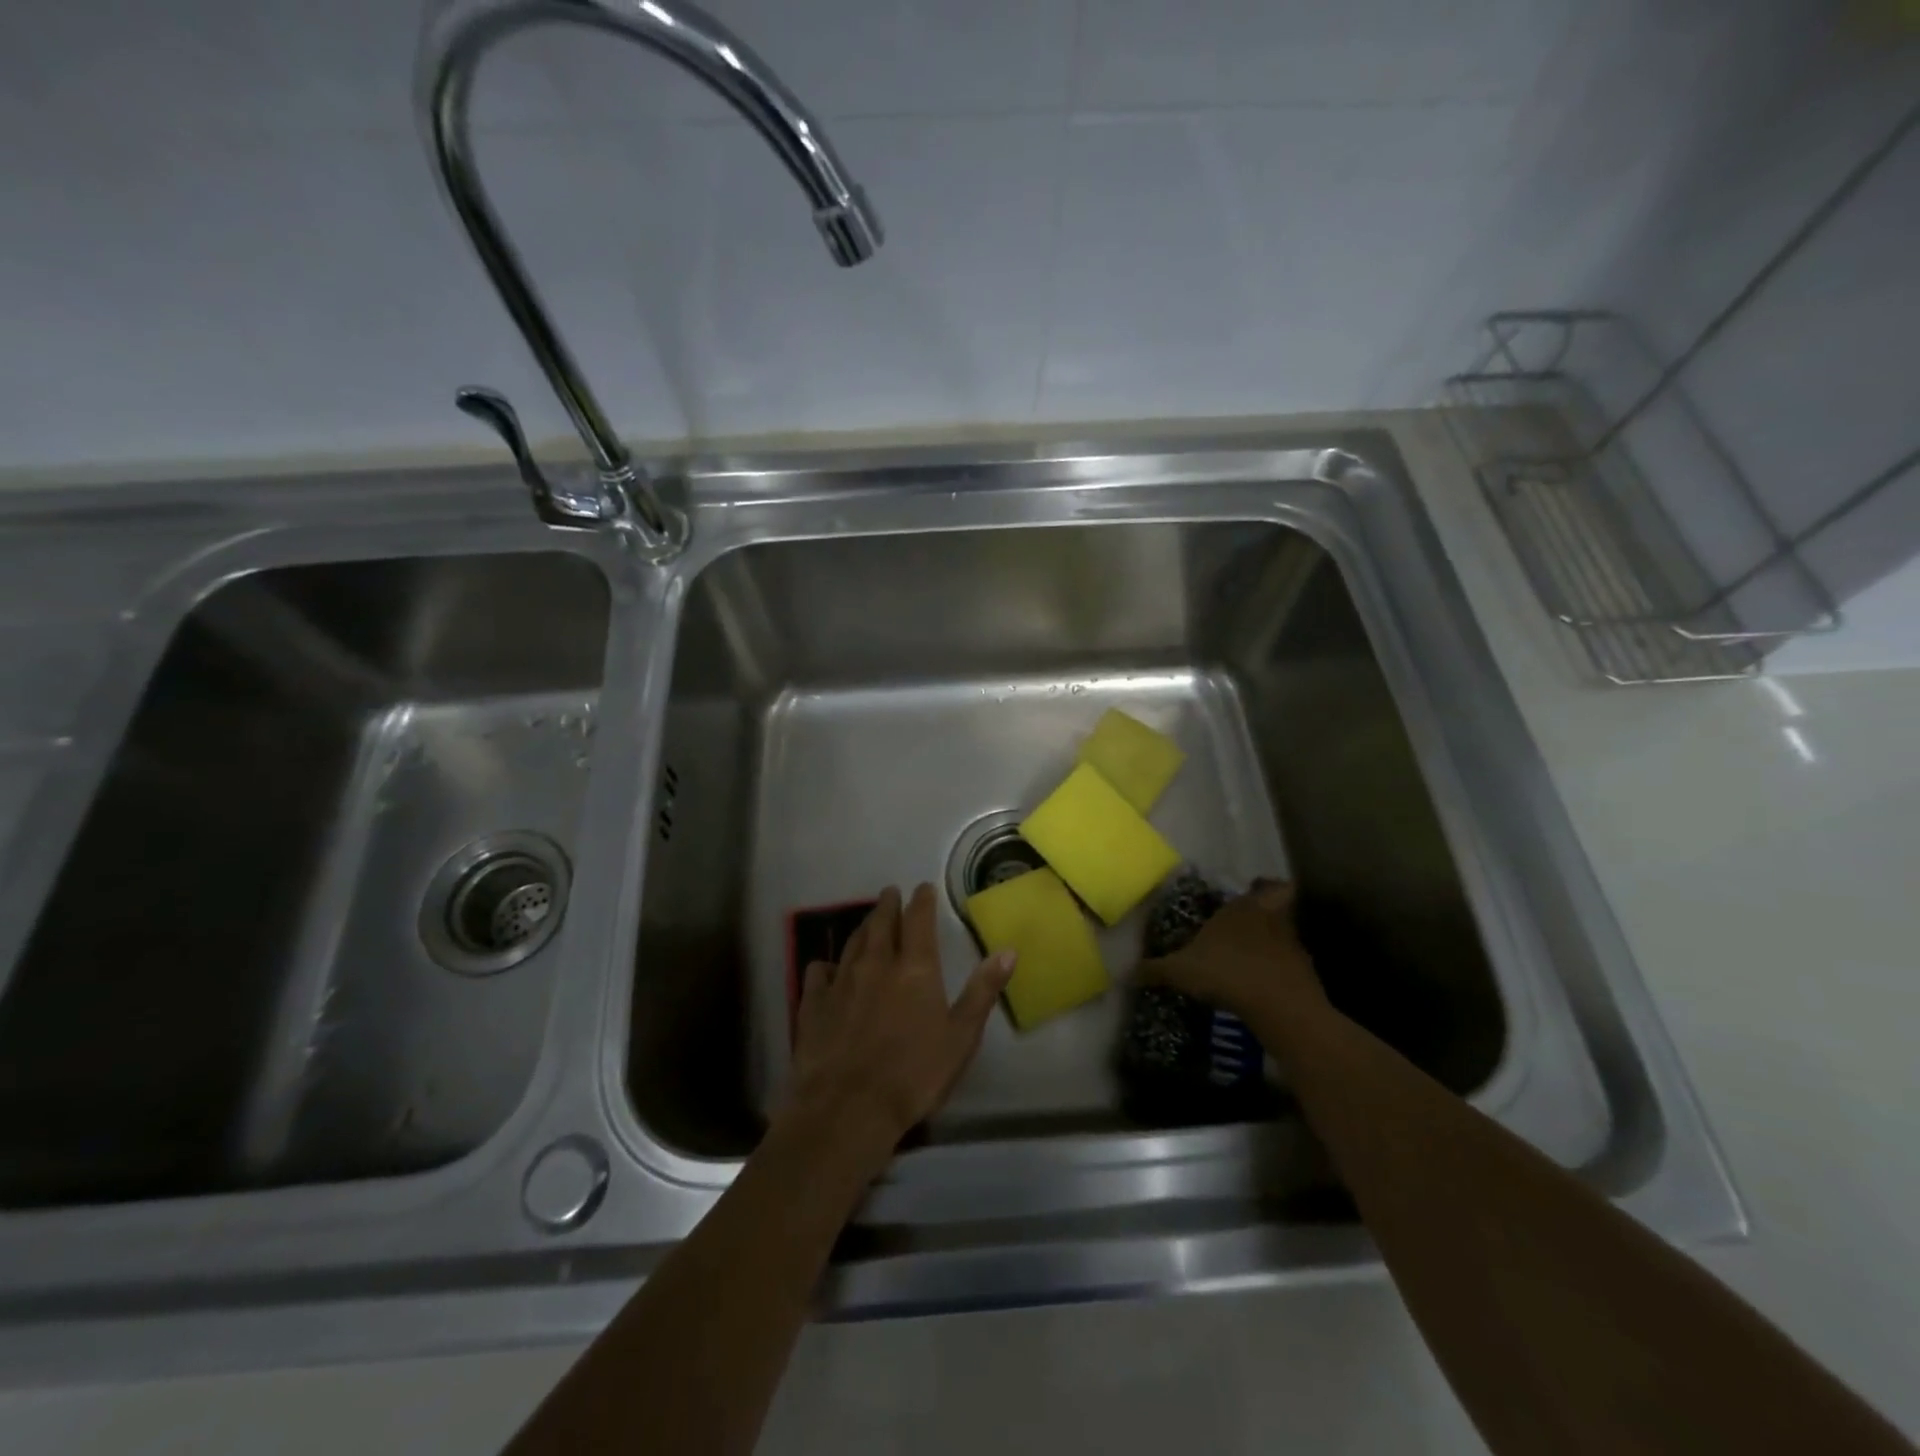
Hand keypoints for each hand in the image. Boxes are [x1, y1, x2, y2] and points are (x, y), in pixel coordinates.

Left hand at [783, 884, 1015, 1172]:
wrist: (848, 1107)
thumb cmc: (914, 1074)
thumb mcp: (961, 1037)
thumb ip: (982, 992)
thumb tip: (1008, 951)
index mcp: (915, 969)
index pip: (919, 920)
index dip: (922, 901)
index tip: (923, 888)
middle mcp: (876, 964)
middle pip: (882, 924)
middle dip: (888, 905)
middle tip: (891, 893)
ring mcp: (841, 982)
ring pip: (853, 943)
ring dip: (863, 927)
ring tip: (869, 920)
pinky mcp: (813, 1004)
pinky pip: (819, 972)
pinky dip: (826, 964)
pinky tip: (827, 967)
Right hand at [1140, 879, 1330, 1035]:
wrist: (1280, 1005)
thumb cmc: (1226, 973)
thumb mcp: (1180, 972)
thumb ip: (1156, 970)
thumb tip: (1127, 973)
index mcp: (1240, 908)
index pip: (1263, 887)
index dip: (1260, 887)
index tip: (1253, 889)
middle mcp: (1270, 918)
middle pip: (1282, 900)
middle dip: (1272, 905)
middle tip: (1256, 917)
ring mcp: (1292, 945)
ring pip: (1289, 931)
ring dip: (1277, 939)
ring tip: (1257, 956)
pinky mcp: (1305, 973)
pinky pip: (1293, 963)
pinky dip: (1282, 969)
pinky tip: (1266, 985)